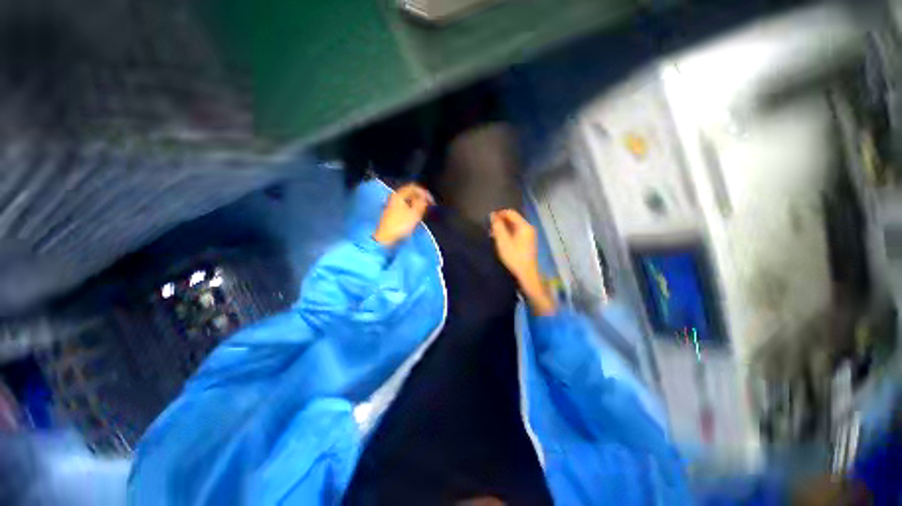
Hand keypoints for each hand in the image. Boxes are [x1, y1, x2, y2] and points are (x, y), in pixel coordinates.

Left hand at [373, 183, 433, 245]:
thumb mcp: (415, 213)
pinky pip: (406, 206)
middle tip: (429, 206)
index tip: (431, 201)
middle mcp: (395, 197)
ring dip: (418, 204)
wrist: (386, 237)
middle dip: (421, 199)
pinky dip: (413, 209)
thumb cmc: (400, 225)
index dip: (424, 192)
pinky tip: (416, 217)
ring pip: (409, 200)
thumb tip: (425, 197)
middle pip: (411, 193)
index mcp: (399, 195)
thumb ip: (422, 203)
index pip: (414, 187)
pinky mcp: (393, 212)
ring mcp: (393, 204)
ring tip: (424, 212)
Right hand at [490, 209, 555, 314]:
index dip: (499, 214)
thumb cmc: (514, 257)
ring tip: (493, 234)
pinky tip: (500, 240)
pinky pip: (516, 232)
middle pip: (512, 219)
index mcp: (524, 226)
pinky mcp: (527, 242)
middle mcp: (528, 228)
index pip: (510, 213)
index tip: (488, 220)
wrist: (526, 274)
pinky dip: (507, 234)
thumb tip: (492, 215)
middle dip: (500, 221)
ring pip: (513, 226)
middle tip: (490, 228)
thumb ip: (497, 227)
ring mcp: (529, 235)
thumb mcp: (502, 241)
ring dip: (503, 228)